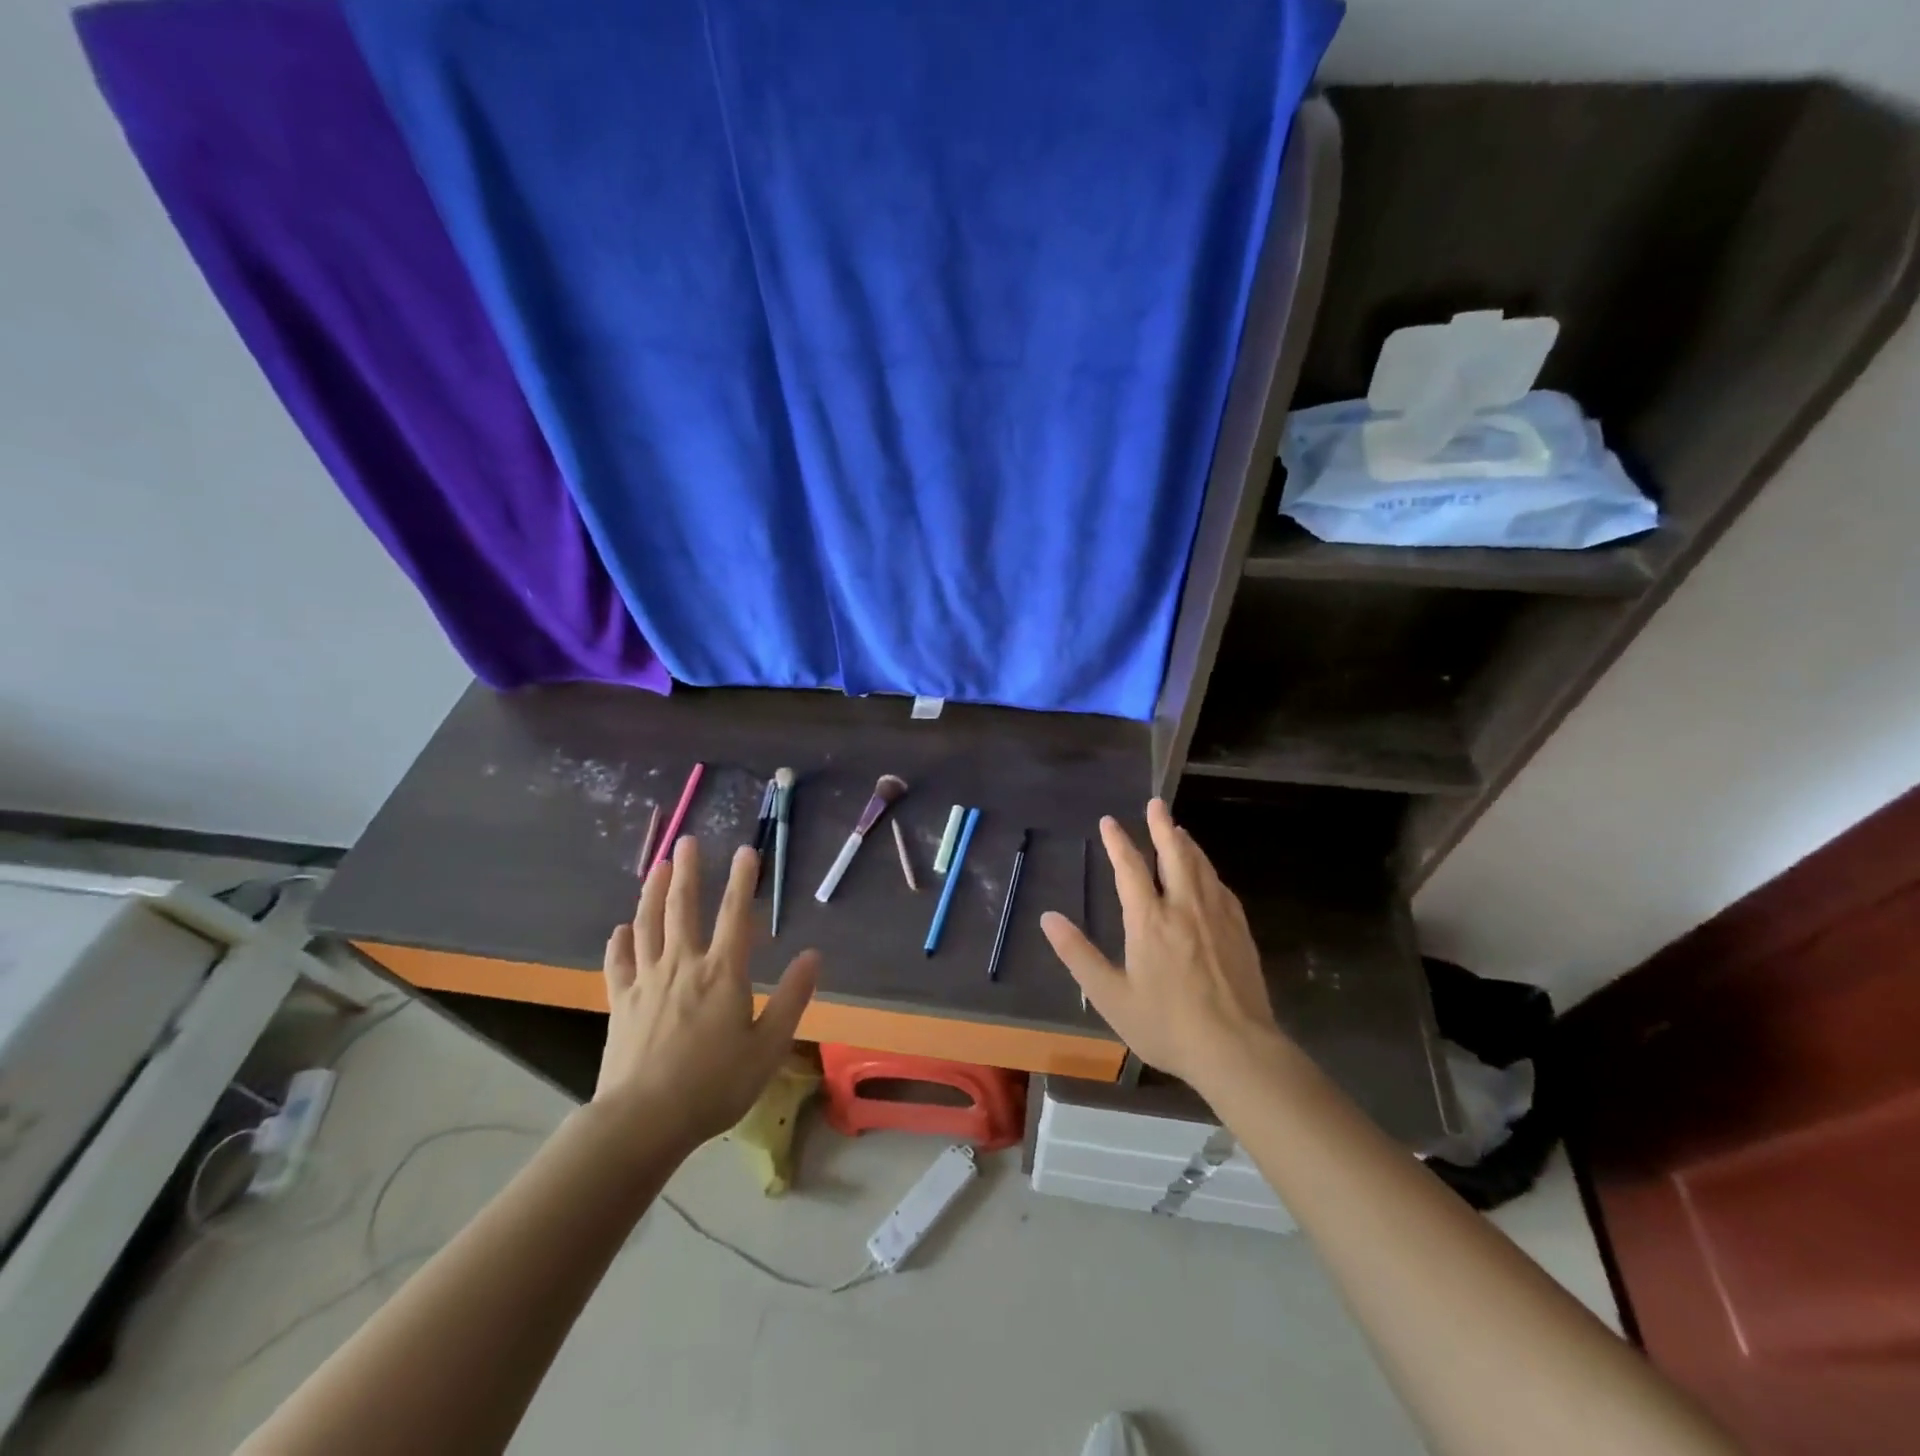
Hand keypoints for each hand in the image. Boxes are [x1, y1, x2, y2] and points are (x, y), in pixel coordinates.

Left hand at [597, 836, 818, 1146]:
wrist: (643, 1121)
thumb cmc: (714, 1085)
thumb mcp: (768, 1046)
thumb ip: (792, 997)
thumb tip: (813, 955)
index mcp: (723, 973)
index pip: (735, 914)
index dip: (742, 880)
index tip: (746, 850)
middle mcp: (683, 965)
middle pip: (683, 908)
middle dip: (687, 871)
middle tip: (686, 840)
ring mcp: (646, 982)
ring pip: (647, 925)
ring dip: (652, 893)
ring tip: (656, 866)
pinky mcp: (620, 1003)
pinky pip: (618, 963)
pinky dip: (619, 942)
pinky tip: (620, 929)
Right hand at [1041, 799, 1282, 1090]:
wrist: (1236, 1049)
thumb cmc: (1166, 1025)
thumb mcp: (1110, 996)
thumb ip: (1078, 955)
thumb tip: (1048, 918)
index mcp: (1150, 920)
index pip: (1130, 868)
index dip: (1118, 842)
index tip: (1109, 821)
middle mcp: (1184, 907)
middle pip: (1174, 854)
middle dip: (1162, 826)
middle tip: (1156, 803)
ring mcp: (1217, 917)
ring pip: (1201, 866)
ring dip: (1187, 843)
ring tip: (1179, 830)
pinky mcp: (1240, 931)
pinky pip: (1221, 888)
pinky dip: (1209, 870)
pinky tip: (1208, 875)